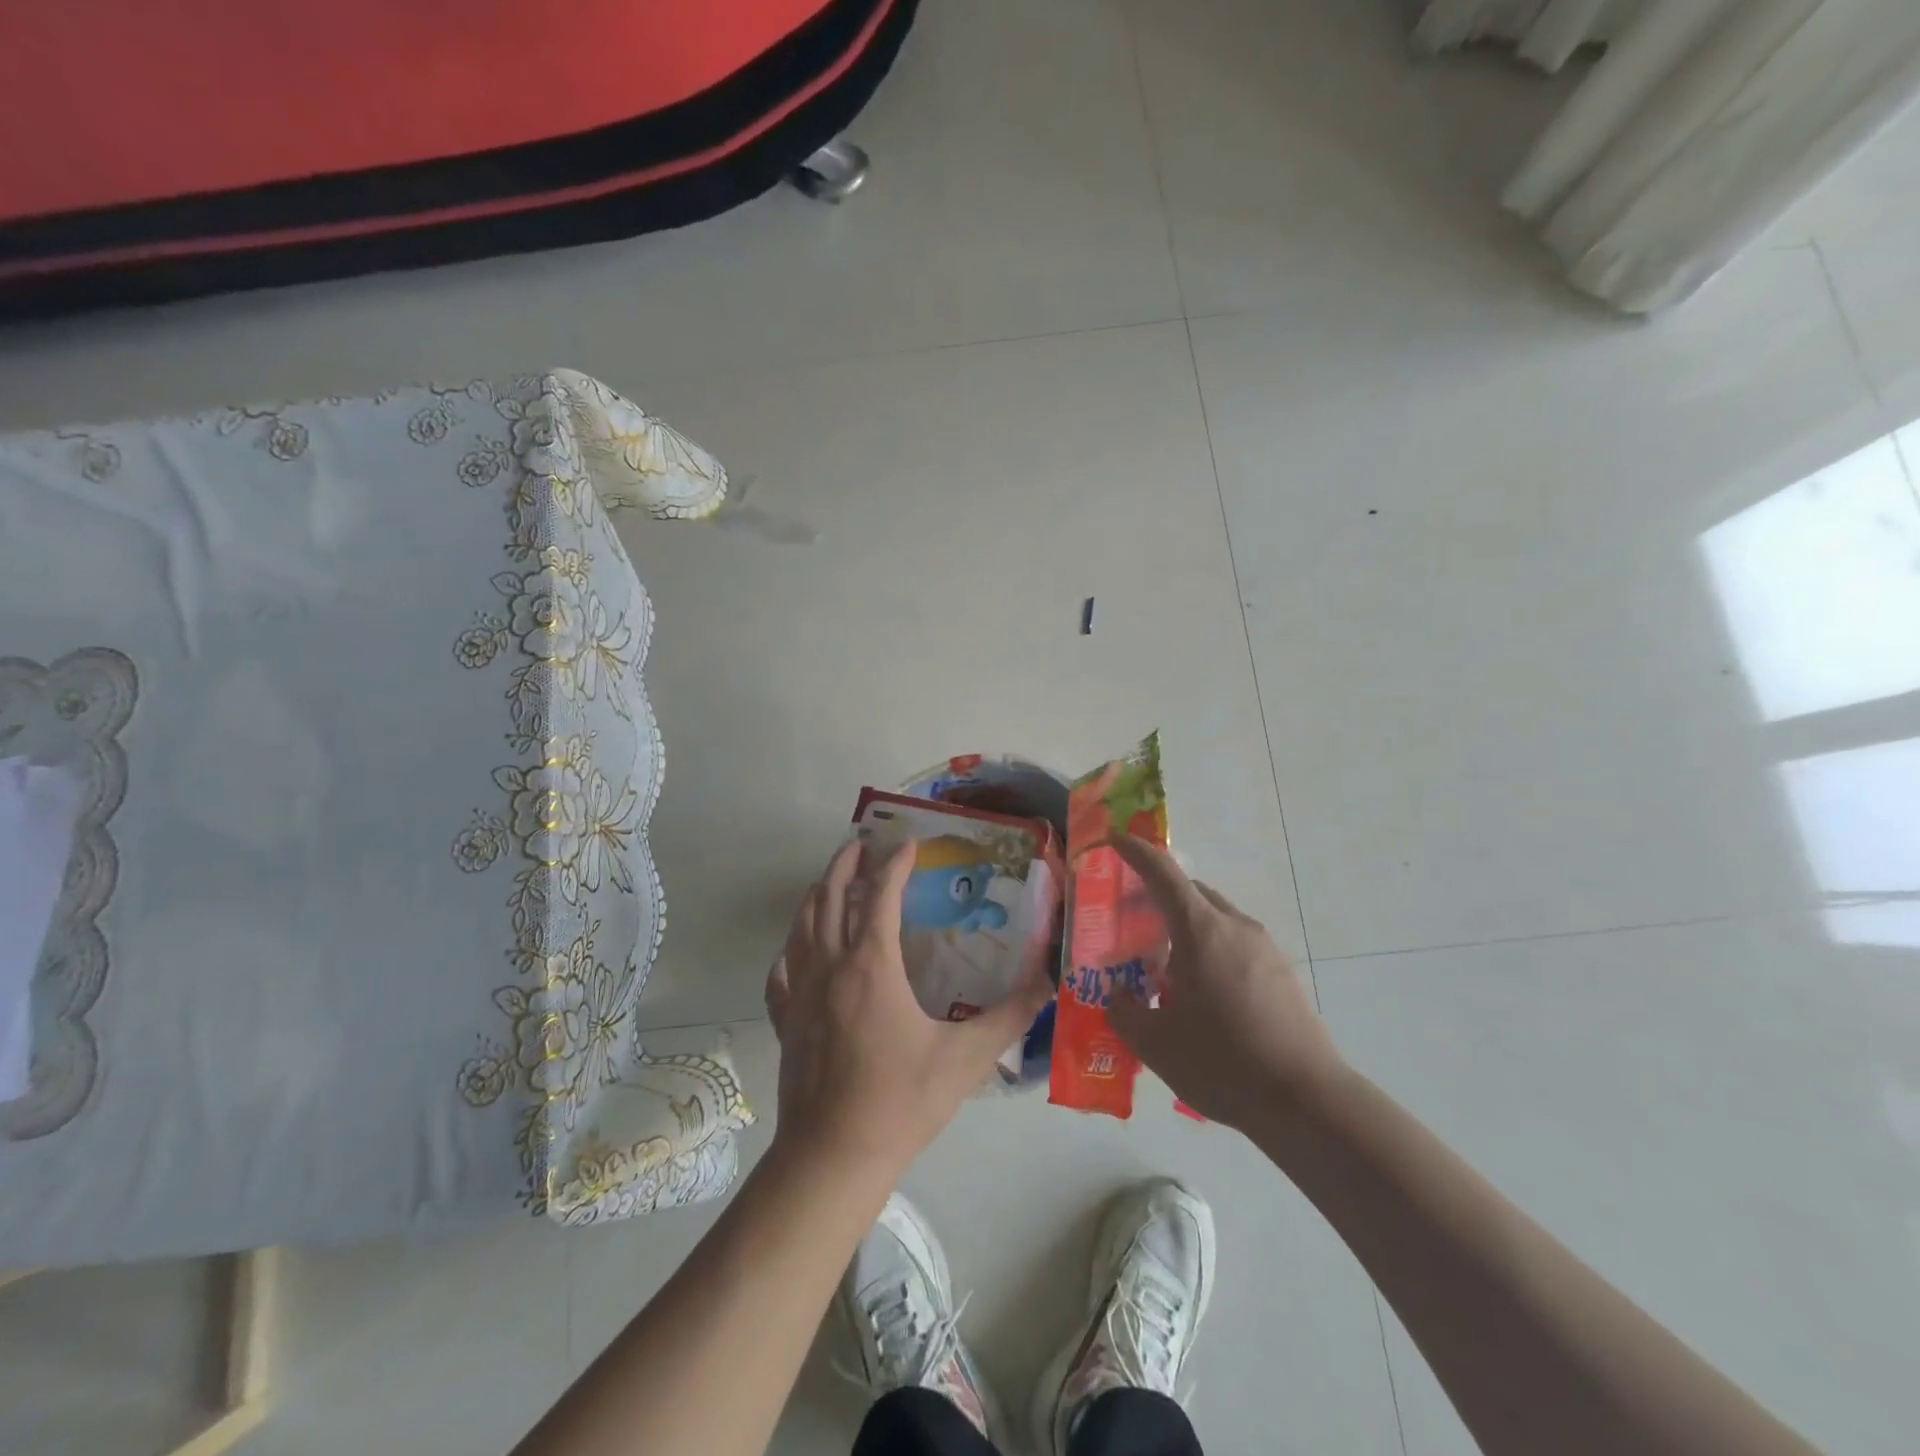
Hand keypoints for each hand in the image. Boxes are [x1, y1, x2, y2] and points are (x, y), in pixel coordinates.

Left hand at [764, 839, 1052, 1175]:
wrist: (834, 1156)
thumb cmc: (902, 1100)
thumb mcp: (967, 1057)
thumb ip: (1012, 1014)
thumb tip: (1050, 979)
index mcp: (871, 965)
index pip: (881, 895)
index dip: (895, 864)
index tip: (910, 844)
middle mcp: (831, 966)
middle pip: (831, 897)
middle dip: (847, 864)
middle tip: (862, 842)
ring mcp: (801, 992)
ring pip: (802, 925)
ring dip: (818, 894)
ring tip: (832, 879)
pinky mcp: (786, 1020)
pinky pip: (782, 971)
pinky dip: (791, 950)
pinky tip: (796, 951)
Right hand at [1107, 834, 1345, 1131]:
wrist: (1308, 1102)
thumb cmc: (1223, 1062)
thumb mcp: (1155, 1043)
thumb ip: (1124, 1011)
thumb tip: (1116, 996)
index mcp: (1201, 931)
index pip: (1162, 873)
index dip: (1135, 851)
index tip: (1112, 839)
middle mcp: (1235, 927)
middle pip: (1191, 893)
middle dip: (1158, 896)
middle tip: (1131, 922)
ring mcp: (1265, 949)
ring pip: (1215, 919)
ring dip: (1186, 927)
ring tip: (1165, 968)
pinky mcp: (1283, 974)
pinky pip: (1236, 944)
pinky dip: (1210, 950)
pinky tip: (1202, 994)